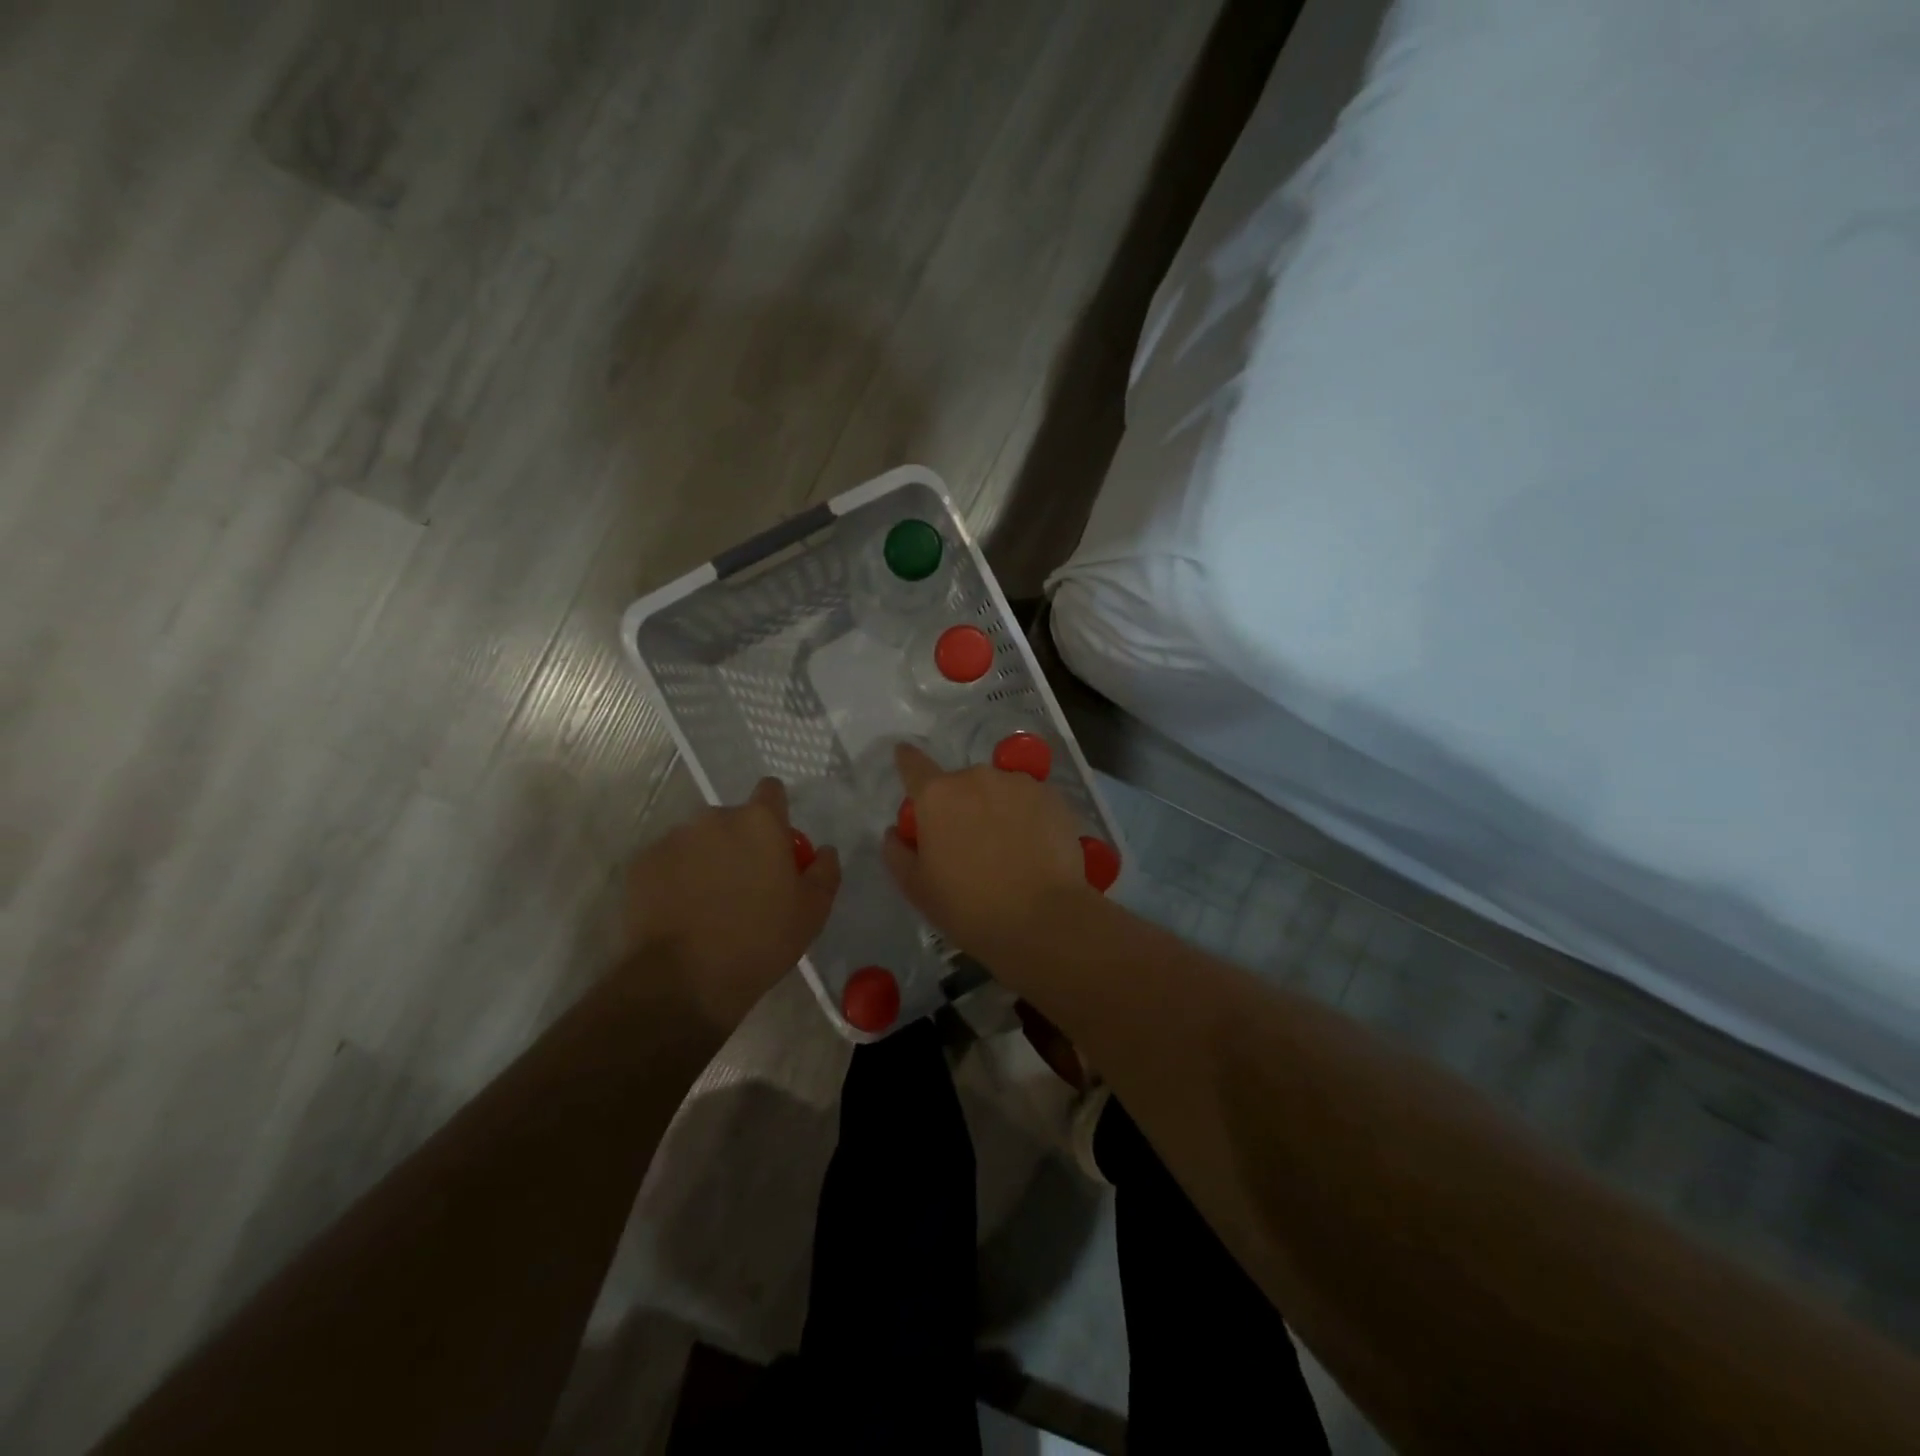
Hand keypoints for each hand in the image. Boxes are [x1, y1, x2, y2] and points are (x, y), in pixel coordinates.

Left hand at [624, 778, 840, 1030]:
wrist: (684, 980)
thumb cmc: (760, 941)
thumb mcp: (813, 912)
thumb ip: (824, 871)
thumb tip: (824, 850)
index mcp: (760, 822)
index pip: (771, 790)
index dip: (776, 812)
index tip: (776, 844)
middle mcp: (714, 818)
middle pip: (732, 819)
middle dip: (739, 842)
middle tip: (745, 885)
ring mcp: (673, 839)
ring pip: (698, 840)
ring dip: (706, 860)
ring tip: (708, 904)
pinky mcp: (642, 864)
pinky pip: (667, 862)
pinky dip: (675, 878)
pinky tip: (680, 913)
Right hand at [883, 743, 1092, 972]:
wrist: (1044, 919)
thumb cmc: (970, 907)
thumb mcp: (918, 889)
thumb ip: (898, 853)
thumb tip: (895, 831)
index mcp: (937, 796)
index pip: (913, 765)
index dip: (907, 761)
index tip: (905, 758)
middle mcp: (976, 777)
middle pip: (960, 783)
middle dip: (960, 804)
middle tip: (968, 842)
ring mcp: (1018, 783)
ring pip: (998, 789)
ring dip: (996, 808)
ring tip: (1008, 848)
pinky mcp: (1052, 796)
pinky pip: (1030, 799)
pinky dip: (1028, 816)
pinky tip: (1034, 848)